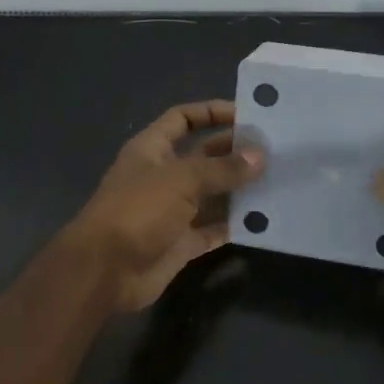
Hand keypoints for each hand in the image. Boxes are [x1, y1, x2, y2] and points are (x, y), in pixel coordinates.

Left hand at [62, 100, 265, 312]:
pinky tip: (265, 219)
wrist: (105, 270)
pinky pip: (214, 229)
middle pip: (203, 156)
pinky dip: (235, 224)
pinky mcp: (181, 242)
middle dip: (234, 152)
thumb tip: (259, 157)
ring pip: (213, 194)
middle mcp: (163, 175)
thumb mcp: (180, 179)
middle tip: (274, 150)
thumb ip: (221, 168)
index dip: (211, 113)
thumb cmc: (137, 210)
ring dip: (240, 189)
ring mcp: (172, 210)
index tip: (247, 115)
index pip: (183, 119)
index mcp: (152, 149)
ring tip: (279, 181)